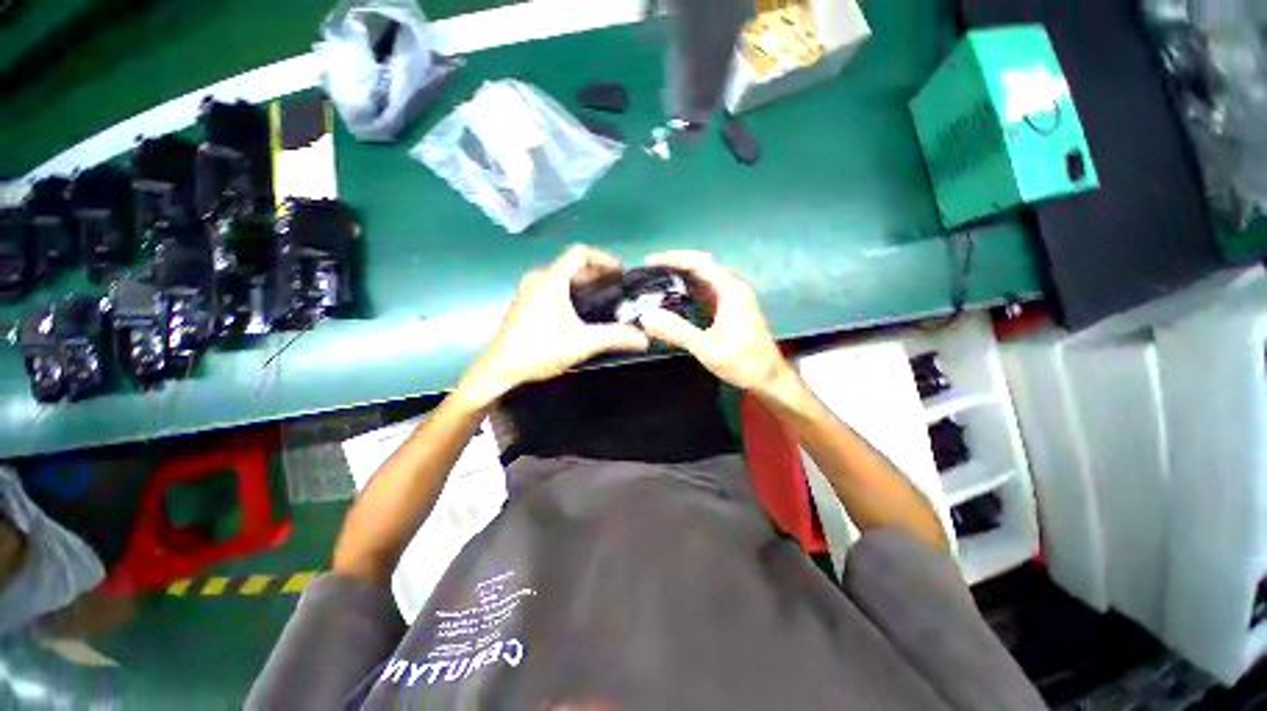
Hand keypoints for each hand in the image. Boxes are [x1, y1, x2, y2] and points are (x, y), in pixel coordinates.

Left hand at [458, 245, 649, 407]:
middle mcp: (537, 279)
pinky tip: (579, 311)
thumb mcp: (582, 343)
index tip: (620, 272)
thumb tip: (645, 339)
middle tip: (617, 288)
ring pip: (560, 276)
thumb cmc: (540, 350)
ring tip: (603, 298)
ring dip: (582, 283)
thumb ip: (615, 337)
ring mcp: (527, 291)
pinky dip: (569, 291)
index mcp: (551, 280)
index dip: (603, 258)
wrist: (499, 370)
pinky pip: (551, 287)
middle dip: (596, 273)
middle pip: (571, 264)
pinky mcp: (524, 304)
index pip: (580, 253)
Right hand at [638, 251, 796, 399]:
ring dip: (680, 279)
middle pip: (701, 266)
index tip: (648, 262)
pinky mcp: (730, 311)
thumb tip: (646, 316)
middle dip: (674, 266)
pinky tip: (673, 302)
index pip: (699, 262)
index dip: (673, 258)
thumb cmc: (744, 363)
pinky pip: (705, 293)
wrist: (769, 379)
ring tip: (655, 284)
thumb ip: (678, 331)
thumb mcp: (708, 348)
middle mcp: (733, 288)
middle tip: (648, 274)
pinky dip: (687, 292)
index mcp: (731, 290)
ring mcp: (732, 299)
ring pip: (703, 280)